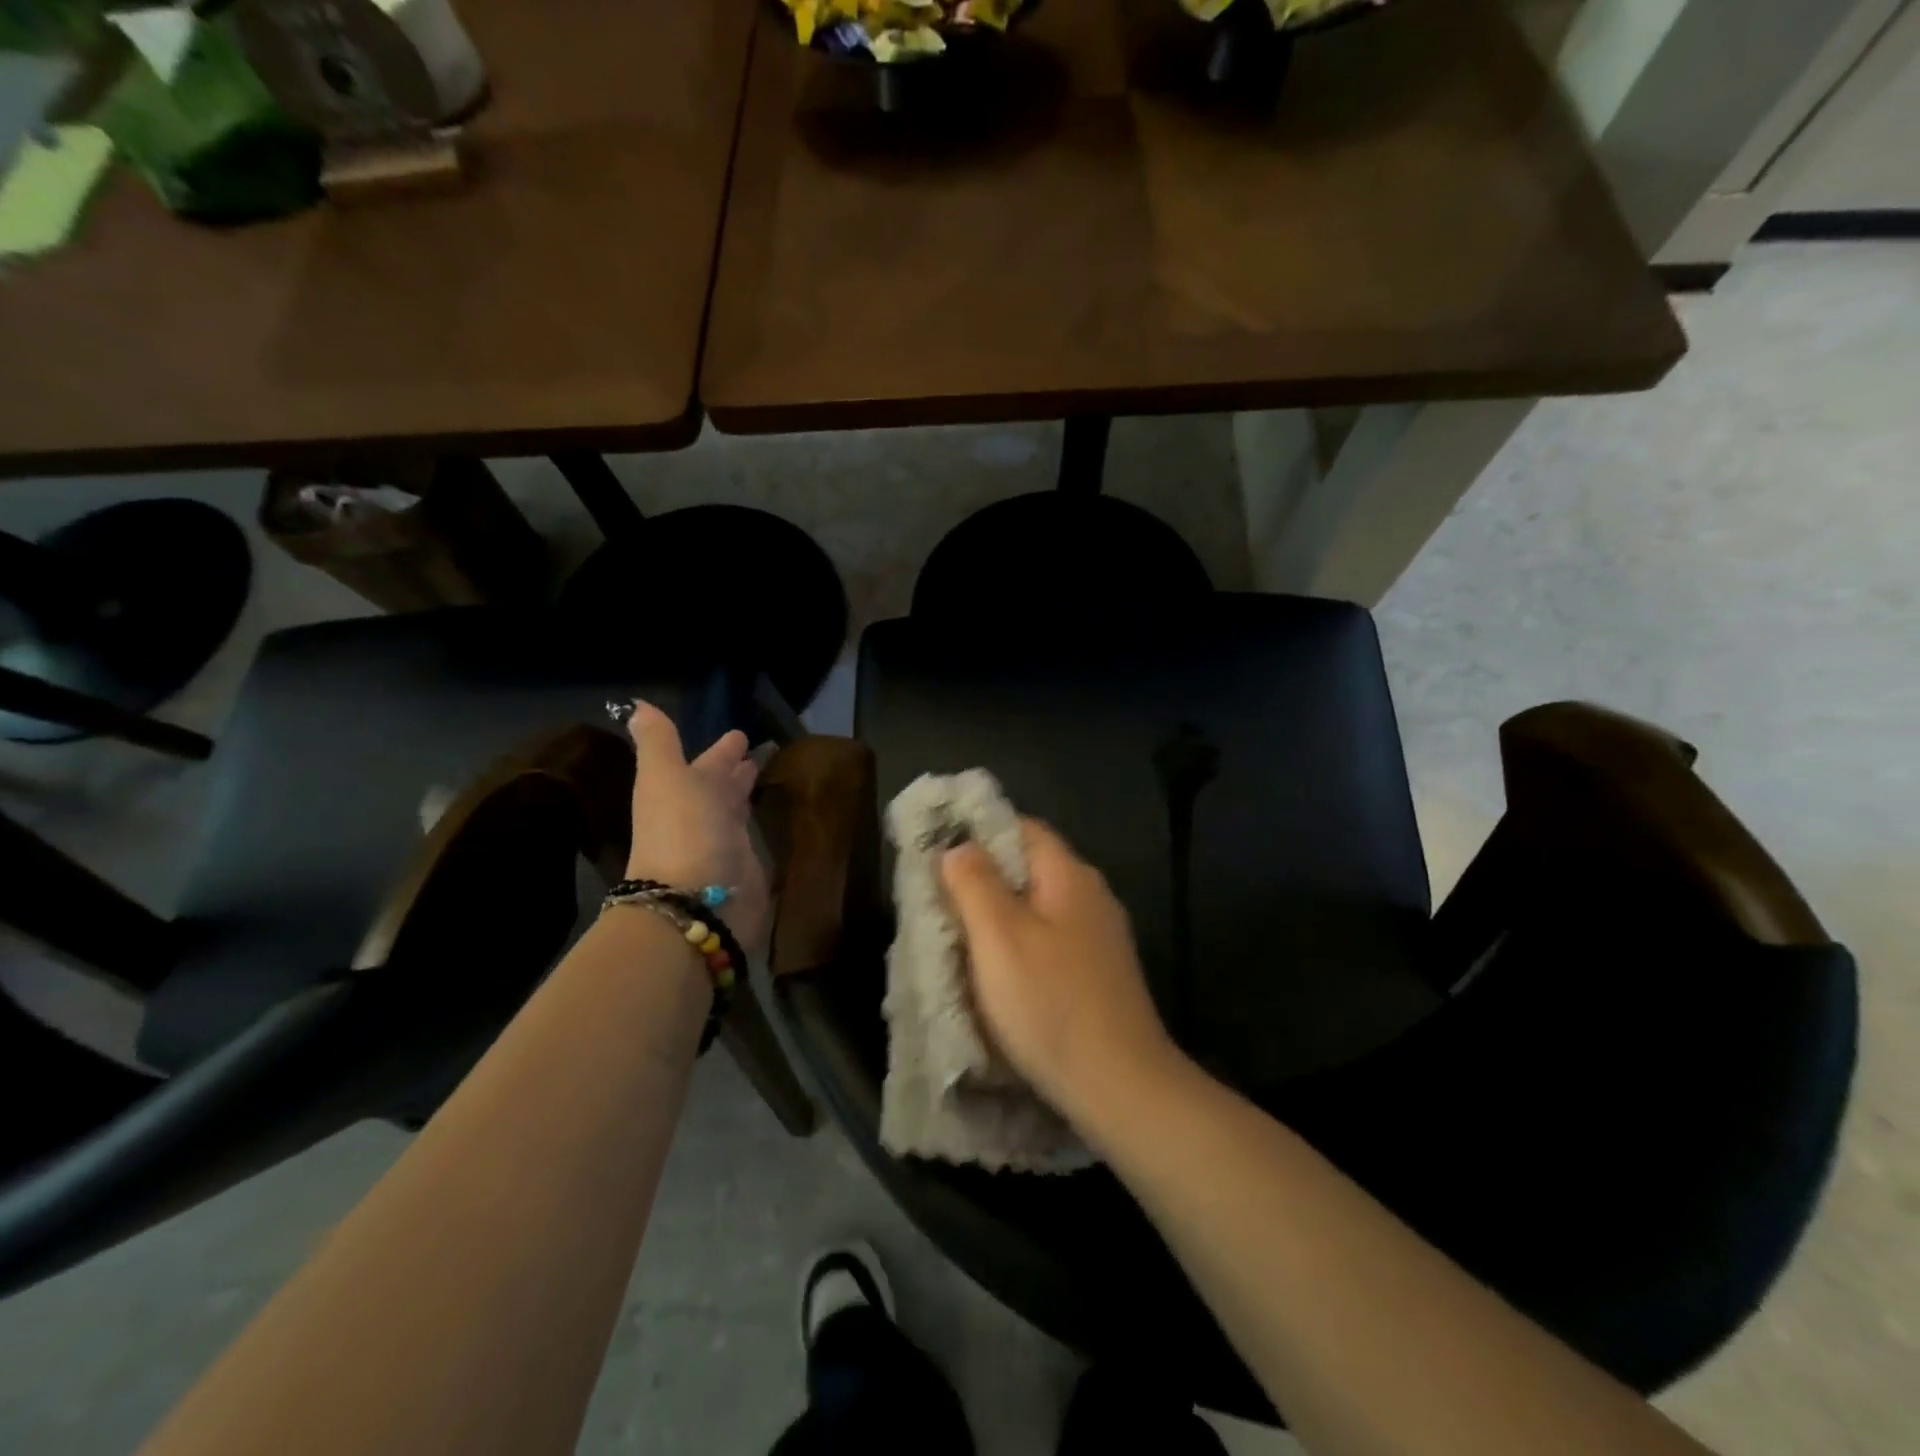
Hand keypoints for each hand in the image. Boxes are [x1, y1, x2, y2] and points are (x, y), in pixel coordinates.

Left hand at [621, 701, 769, 951]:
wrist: (695, 901)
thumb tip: (636, 704)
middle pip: (720, 788)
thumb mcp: (665, 775)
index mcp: (680, 790)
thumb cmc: (683, 829)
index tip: (741, 734)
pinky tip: (779, 816)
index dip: (721, 750)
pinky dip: (764, 826)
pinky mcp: (748, 868)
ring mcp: (724, 844)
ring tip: (770, 778)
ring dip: (748, 795)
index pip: (705, 763)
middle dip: (736, 771)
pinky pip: (756, 839)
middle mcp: (701, 816)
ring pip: (737, 812)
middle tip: (759, 754)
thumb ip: (658, 742)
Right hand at [940, 819, 1180, 1127]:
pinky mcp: (1100, 972)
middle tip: (940, 898)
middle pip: (1030, 867)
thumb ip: (974, 882)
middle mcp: (1091, 895)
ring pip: (1039, 907)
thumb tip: (959, 846)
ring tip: (960, 935)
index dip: (979, 831)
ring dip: (1000, 915)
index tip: (939, 851)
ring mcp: (1100, 936)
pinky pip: (1051, 940)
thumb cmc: (1050, 1003)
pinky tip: (1000, 972)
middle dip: (984, 877)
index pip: (1022, 827)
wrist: (1120, 1085)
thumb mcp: (998, 937)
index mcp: (1069, 875)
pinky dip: (1021, 944)